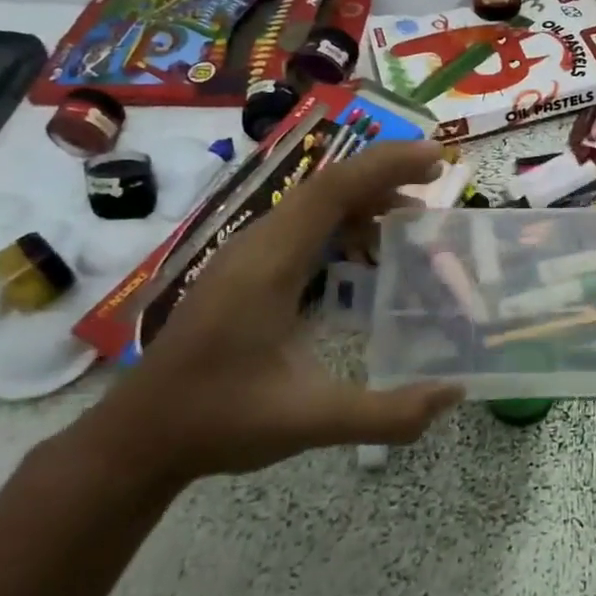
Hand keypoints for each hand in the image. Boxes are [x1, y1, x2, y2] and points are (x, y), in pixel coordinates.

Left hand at [80, 141, 462, 483]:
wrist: (140, 436)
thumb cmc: (220, 421)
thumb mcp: (311, 421)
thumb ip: (387, 413)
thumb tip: (454, 394)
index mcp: (269, 265)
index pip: (333, 190)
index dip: (387, 166)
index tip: (437, 159)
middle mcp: (256, 246)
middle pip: (327, 187)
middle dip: (385, 176)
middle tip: (437, 183)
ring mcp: (245, 256)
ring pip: (313, 205)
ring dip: (365, 200)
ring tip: (413, 218)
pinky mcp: (244, 271)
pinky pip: (302, 227)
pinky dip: (343, 224)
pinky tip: (365, 256)